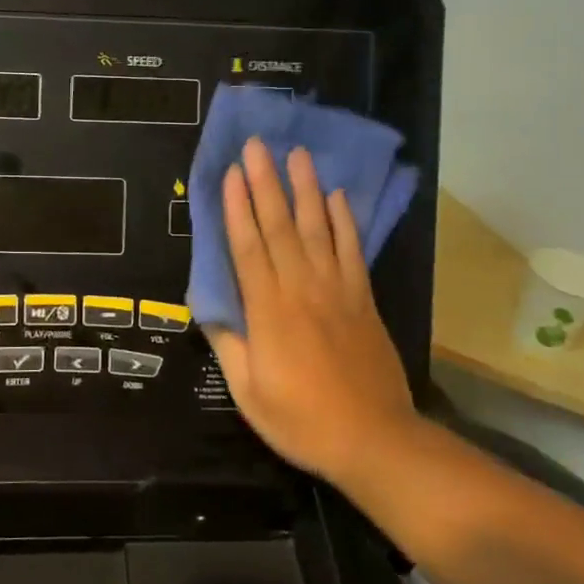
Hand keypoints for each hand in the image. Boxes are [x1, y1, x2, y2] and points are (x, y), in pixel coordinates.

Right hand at [204, 138, 417, 487]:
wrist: (374, 439)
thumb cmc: (301, 419)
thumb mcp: (248, 391)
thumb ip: (228, 342)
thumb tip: (210, 304)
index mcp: (268, 310)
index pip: (248, 246)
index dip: (237, 207)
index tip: (230, 173)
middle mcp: (301, 288)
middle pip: (280, 226)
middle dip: (266, 182)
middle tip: (258, 144)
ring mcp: (337, 290)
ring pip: (318, 228)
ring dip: (306, 188)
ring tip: (298, 154)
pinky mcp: (363, 298)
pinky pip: (351, 250)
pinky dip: (344, 221)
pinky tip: (337, 196)